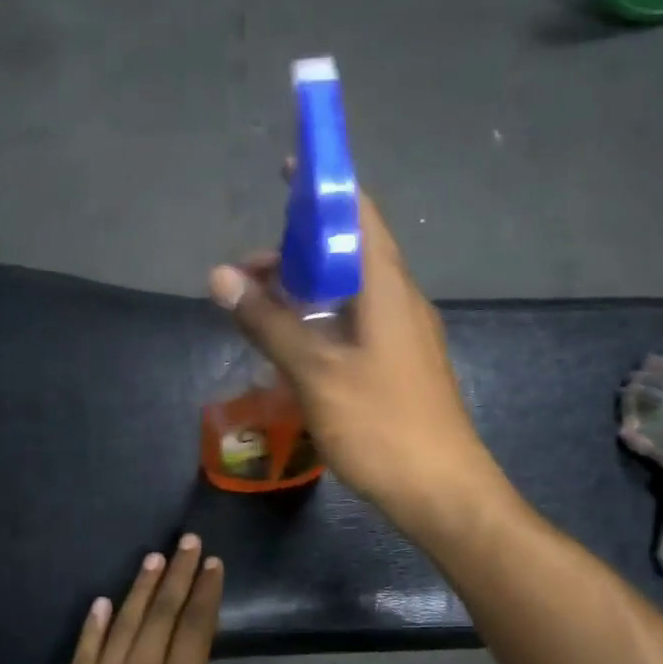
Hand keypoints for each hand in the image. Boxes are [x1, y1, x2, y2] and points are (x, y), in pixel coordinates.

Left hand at [8, 535, 275, 663]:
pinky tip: (99, 603)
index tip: (213, 564)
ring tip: (153, 558)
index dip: (206, 594)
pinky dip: (94, 623)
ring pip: (125, 622)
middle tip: (187, 541)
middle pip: (162, 614)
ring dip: (141, 588)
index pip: (196, 630)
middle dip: (178, 575)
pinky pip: (86, 649)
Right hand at [209, 188, 503, 537]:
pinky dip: (322, 323)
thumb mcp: (316, 372)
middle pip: (348, 253)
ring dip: (306, 291)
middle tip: (247, 271)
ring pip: (350, 294)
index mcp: (387, 287)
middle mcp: (401, 301)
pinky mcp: (401, 367)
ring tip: (259, 308)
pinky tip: (293, 347)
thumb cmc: (381, 426)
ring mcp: (404, 336)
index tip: (284, 172)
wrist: (442, 492)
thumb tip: (220, 277)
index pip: (358, 212)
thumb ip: (269, 322)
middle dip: (297, 250)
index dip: (322, 186)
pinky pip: (357, 326)